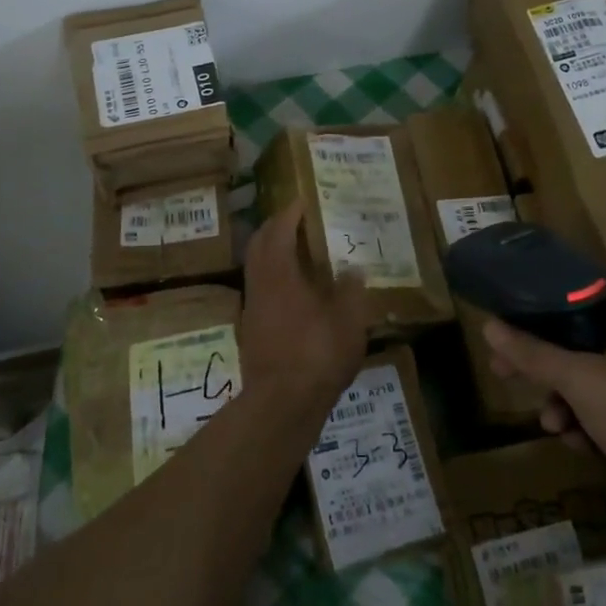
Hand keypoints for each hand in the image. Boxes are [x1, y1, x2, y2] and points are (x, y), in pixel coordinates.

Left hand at [238, 206, 371, 409]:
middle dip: (274, 227)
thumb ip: (351, 291)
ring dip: (271, 252)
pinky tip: (295, 291)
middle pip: (258, 245)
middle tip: (295, 220)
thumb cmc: (317, 354)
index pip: (278, 230)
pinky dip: (274, 277)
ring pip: (256, 268)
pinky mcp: (252, 331)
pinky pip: (260, 289)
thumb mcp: (349, 321)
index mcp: (280, 274)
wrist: (281, 404)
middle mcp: (260, 285)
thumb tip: (352, 269)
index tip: (302, 201)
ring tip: (297, 252)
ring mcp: (253, 309)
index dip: (289, 213)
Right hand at [484, 285, 605, 536]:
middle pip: (578, 333)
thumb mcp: (586, 385)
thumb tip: (489, 324)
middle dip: (543, 362)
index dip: (531, 306)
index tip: (502, 329)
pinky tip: (586, 446)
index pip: (570, 287)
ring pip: (598, 372)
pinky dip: (598, 418)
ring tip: (554, 429)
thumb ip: (535, 354)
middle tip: (506, 377)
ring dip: (568, 398)